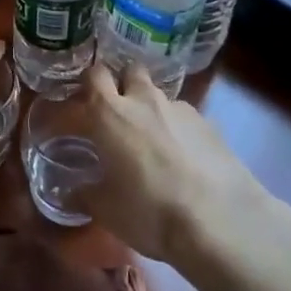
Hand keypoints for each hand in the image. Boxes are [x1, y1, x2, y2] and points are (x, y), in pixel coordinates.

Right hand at [80, 62, 261, 261]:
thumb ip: (84, 195)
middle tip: (117, 113)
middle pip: (129, 70)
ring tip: (152, 140)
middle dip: (121, 84)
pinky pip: (183, 117)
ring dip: (150, 108)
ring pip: (158, 94)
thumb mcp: (106, 211)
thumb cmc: (149, 210)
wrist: (219, 219)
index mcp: (109, 113)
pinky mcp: (208, 123)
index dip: (84, 88)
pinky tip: (183, 157)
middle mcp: (143, 100)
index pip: (91, 77)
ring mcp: (179, 108)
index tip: (80, 108)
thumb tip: (71, 193)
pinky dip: (177, 129)